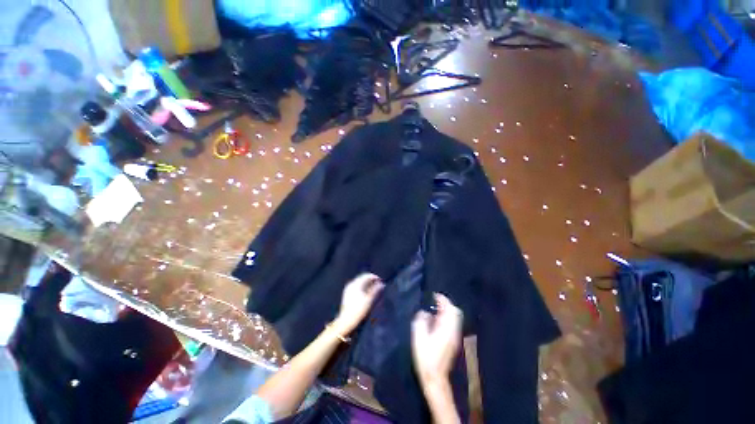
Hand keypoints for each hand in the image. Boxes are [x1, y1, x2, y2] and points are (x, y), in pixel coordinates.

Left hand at [332, 273, 384, 335]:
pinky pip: (358, 289)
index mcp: (355, 284)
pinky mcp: (347, 297)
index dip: (375, 278)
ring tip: (375, 293)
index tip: (382, 282)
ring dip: (368, 287)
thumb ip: (376, 290)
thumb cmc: (359, 312)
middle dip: (372, 282)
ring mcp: (348, 291)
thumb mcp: (369, 301)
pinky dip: (364, 291)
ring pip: (361, 285)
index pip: (367, 276)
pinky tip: (368, 297)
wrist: (346, 324)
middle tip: (380, 287)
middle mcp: (351, 285)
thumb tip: (382, 284)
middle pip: (363, 279)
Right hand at [412, 293, 462, 383]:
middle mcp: (453, 331)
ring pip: (454, 318)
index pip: (450, 309)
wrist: (435, 378)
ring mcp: (454, 337)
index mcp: (446, 328)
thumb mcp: (419, 337)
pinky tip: (435, 321)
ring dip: (446, 311)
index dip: (443, 300)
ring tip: (434, 310)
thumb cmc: (425, 357)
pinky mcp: (452, 342)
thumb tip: (424, 312)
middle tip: (435, 302)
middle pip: (455, 312)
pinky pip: (452, 324)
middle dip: (446, 304)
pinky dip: (446, 318)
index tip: (434, 295)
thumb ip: (421, 321)